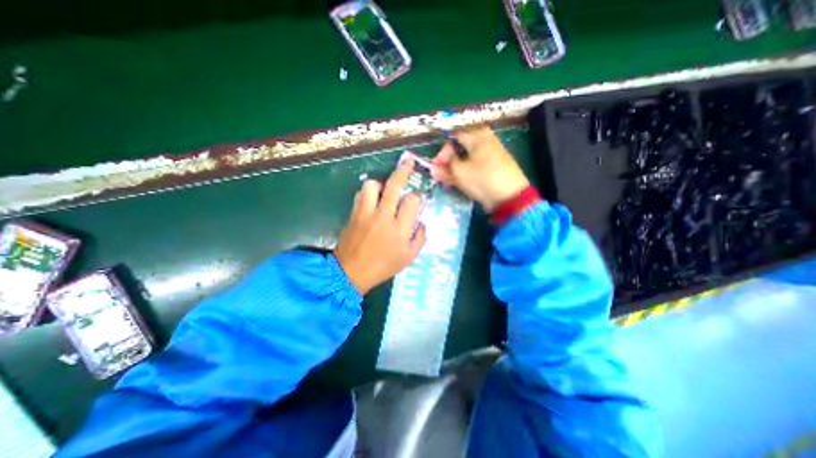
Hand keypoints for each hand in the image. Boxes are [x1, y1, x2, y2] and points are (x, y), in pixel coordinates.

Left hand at [332, 158, 427, 293]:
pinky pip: (360, 194)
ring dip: (380, 183)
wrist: (351, 272)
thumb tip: (421, 222)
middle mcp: (383, 215)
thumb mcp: (409, 257)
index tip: (417, 198)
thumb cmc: (383, 266)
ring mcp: (366, 212)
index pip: (412, 200)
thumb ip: (419, 237)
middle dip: (404, 171)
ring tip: (384, 190)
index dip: (417, 195)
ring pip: (372, 185)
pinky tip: (371, 199)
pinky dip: (367, 193)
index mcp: (400, 227)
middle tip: (409, 162)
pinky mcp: (354, 213)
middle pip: (394, 185)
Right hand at [433, 126, 529, 210]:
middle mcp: (485, 141)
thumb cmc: (483, 179)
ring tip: (445, 181)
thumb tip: (434, 167)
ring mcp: (491, 154)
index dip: (442, 153)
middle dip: (447, 162)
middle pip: (460, 149)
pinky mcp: (493, 167)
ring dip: (454, 169)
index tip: (435, 167)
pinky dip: (465, 172)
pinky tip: (457, 182)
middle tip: (439, 175)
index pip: (453, 139)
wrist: (510, 196)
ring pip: (467, 159)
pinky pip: (475, 166)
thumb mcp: (460, 172)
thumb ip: (445, 168)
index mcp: (478, 136)